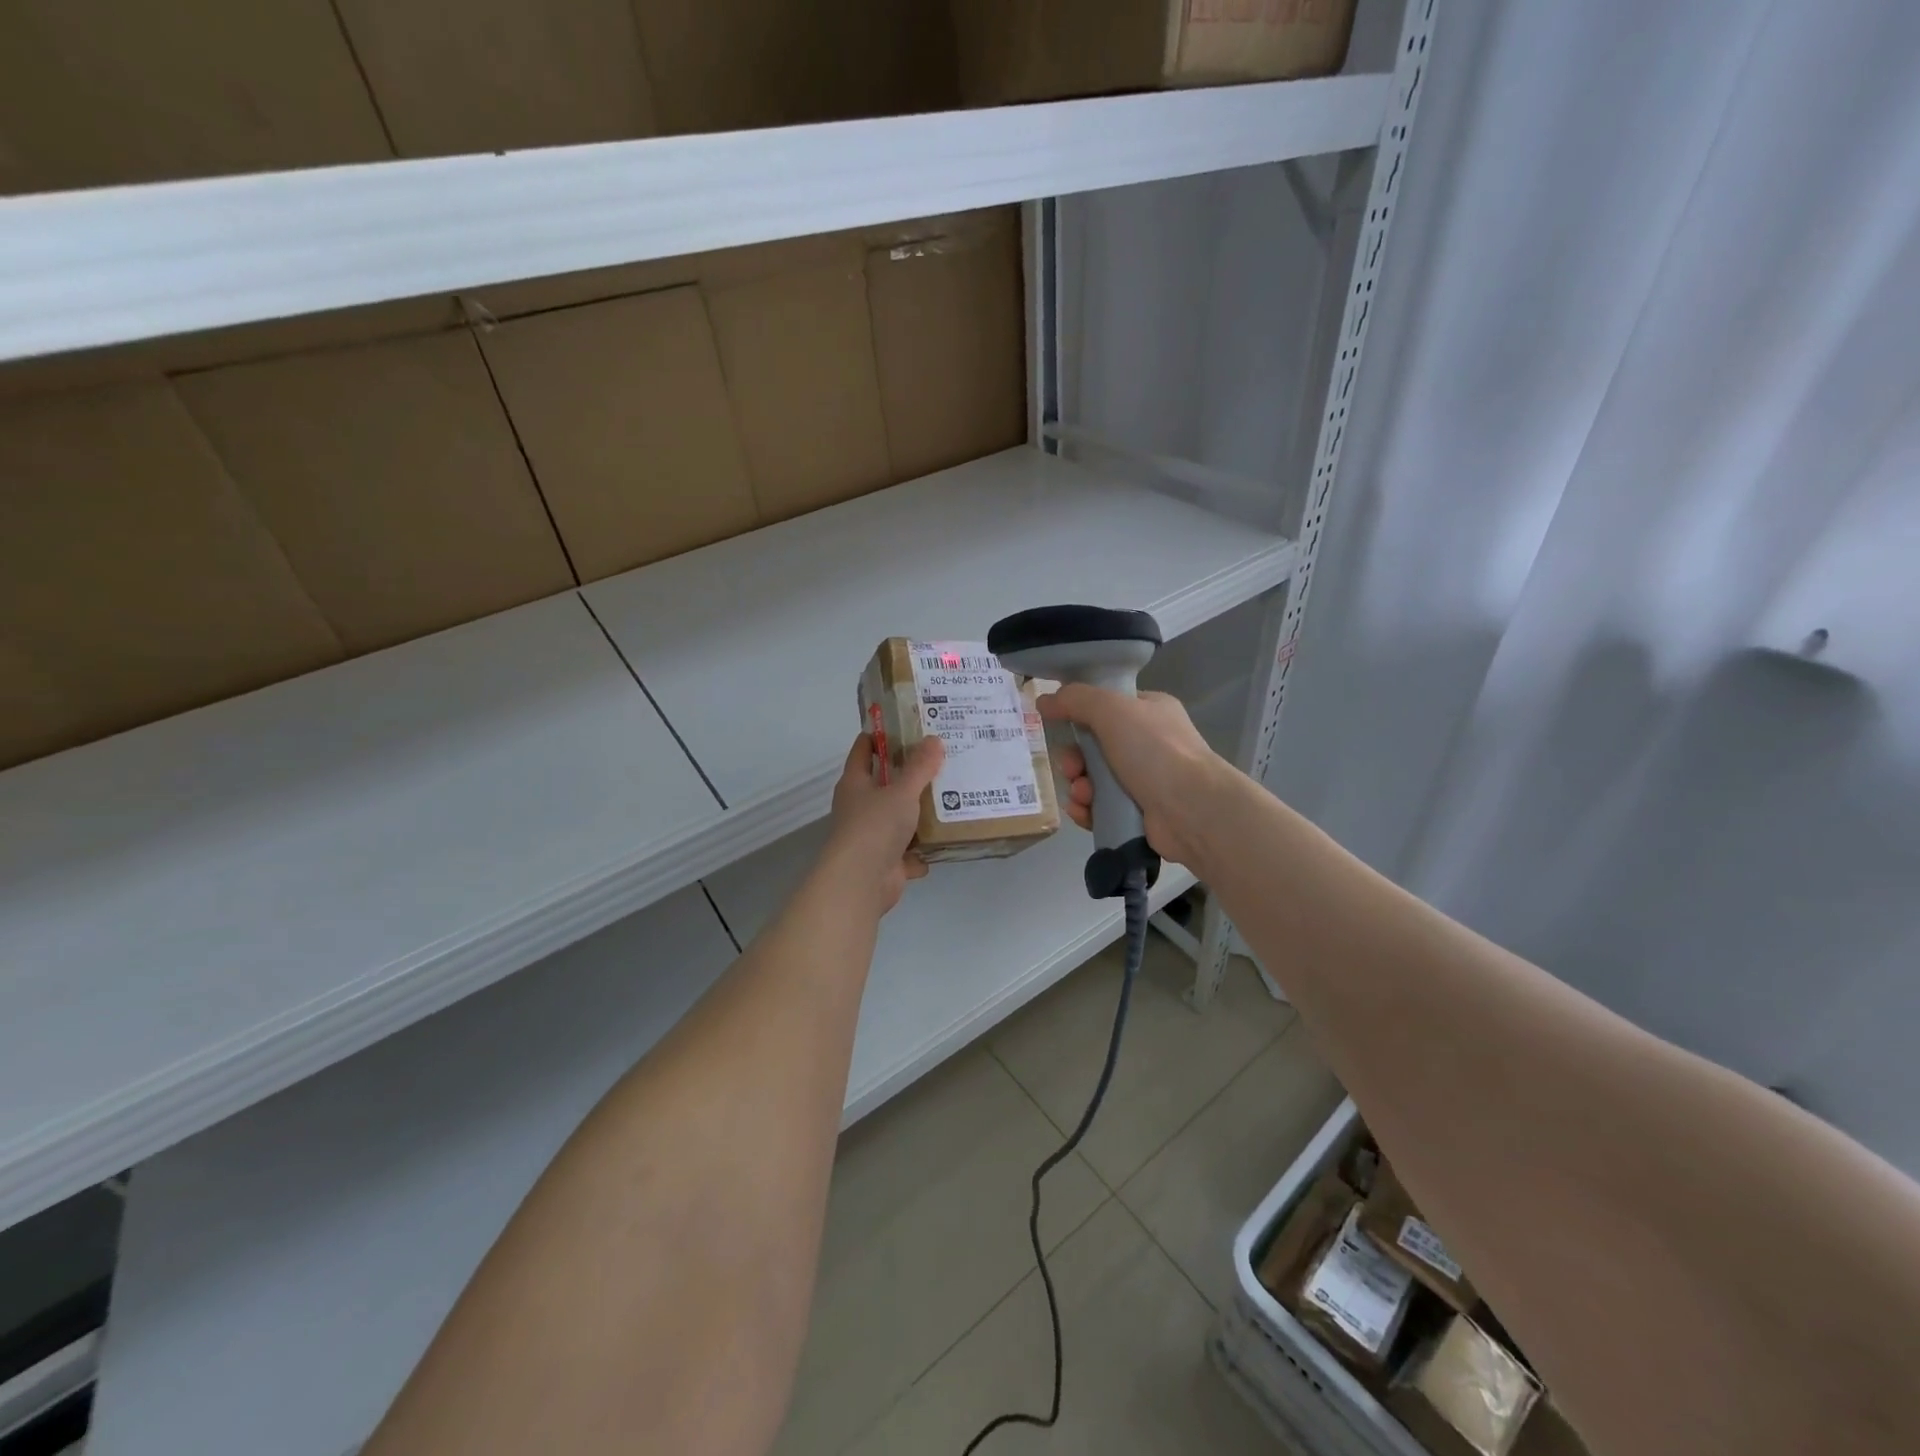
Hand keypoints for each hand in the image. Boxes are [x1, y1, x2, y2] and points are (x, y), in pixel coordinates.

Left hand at [818, 732, 943, 914]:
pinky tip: (943, 843)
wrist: (861, 882)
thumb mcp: (901, 791)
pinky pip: (908, 853)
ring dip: (919, 815)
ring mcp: (872, 837)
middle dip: (910, 775)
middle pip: (885, 784)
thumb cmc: (875, 826)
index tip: (906, 725)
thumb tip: (934, 739)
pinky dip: (922, 852)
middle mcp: (860, 807)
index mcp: (855, 784)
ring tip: (952, 799)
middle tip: (941, 759)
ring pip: (899, 819)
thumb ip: (919, 767)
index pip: (864, 750)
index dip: (881, 736)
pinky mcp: (886, 862)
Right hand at [1038, 687, 1226, 871]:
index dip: (1079, 716)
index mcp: (1149, 712)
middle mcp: (1148, 744)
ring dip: (1078, 786)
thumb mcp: (1112, 710)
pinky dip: (1087, 809)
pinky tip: (1083, 812)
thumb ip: (1075, 699)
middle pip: (1094, 747)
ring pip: (1094, 780)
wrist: (1192, 810)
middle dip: (1074, 759)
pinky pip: (1100, 808)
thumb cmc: (1154, 751)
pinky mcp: (1138, 814)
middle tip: (1071, 768)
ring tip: (1082, 795)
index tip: (1058, 725)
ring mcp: (1145, 781)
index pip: (1106, 707)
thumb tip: (1043, 701)